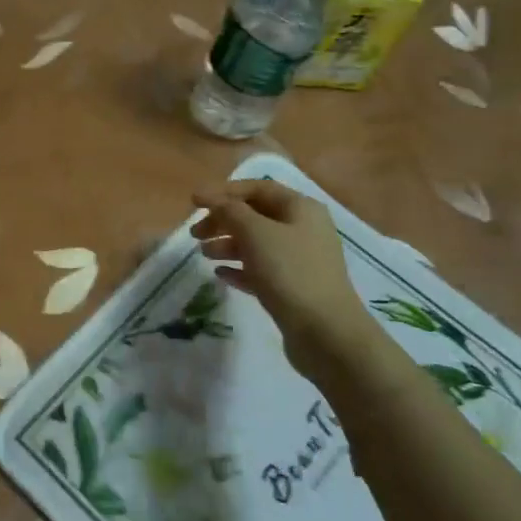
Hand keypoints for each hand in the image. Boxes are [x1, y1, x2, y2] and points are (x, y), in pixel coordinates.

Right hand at [189, 179, 373, 354]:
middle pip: (255, 215)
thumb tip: (211, 198)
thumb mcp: (256, 233)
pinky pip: (261, 270)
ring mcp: (300, 261)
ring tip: (204, 255)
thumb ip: (230, 211)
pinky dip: (240, 268)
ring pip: (257, 244)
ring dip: (227, 244)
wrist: (326, 333)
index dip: (224, 191)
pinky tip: (221, 275)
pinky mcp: (294, 289)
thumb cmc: (290, 272)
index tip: (194, 202)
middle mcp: (304, 229)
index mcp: (301, 208)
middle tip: (195, 233)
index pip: (258, 188)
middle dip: (223, 220)